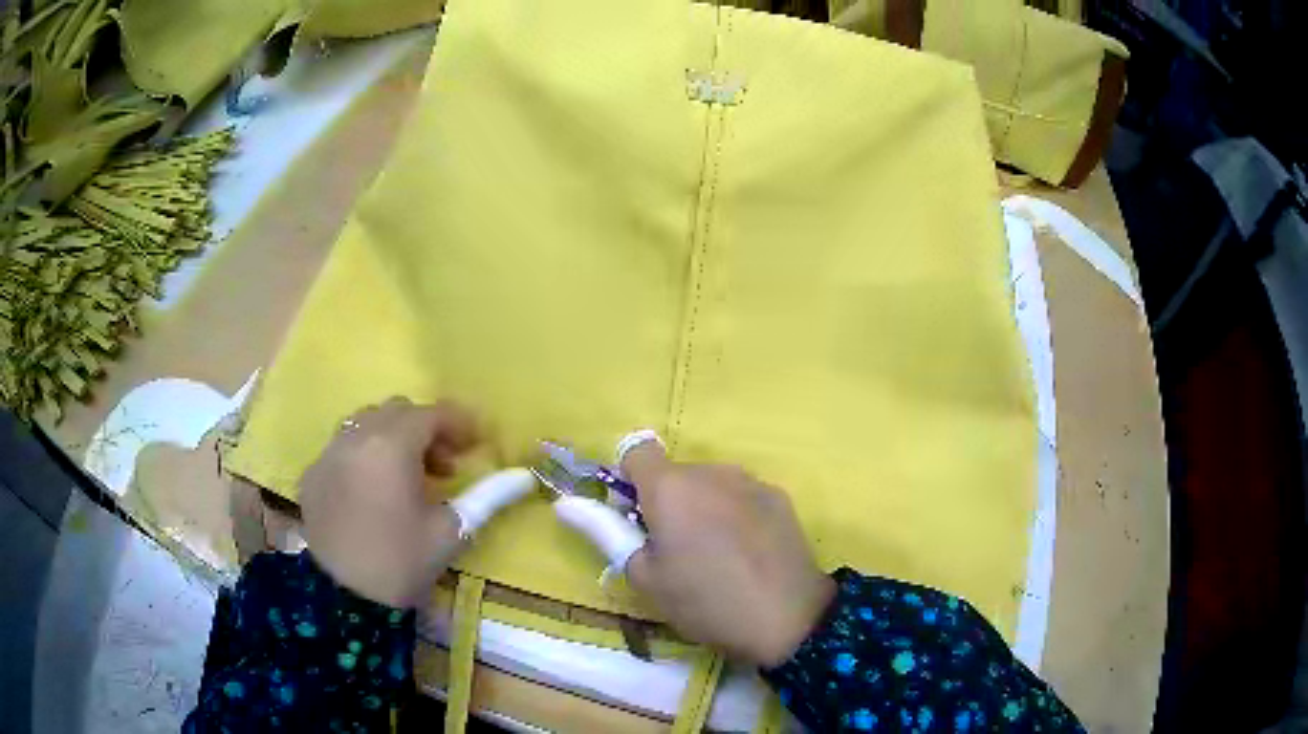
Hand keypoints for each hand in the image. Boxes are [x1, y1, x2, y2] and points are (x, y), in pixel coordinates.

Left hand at [300, 397, 532, 608]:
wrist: (342, 600)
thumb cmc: (402, 563)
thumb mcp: (451, 531)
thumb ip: (488, 496)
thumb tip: (524, 476)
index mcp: (391, 445)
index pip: (431, 414)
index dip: (460, 423)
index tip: (478, 444)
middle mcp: (355, 437)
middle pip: (397, 412)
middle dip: (425, 430)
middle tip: (445, 466)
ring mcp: (327, 453)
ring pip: (365, 423)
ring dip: (392, 438)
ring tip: (406, 478)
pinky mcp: (311, 474)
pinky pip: (342, 448)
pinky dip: (363, 456)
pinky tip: (371, 492)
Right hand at [555, 436, 835, 666]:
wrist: (787, 618)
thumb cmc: (704, 601)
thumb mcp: (646, 576)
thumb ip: (605, 532)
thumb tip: (565, 504)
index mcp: (671, 487)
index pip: (636, 450)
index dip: (628, 478)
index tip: (635, 516)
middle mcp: (711, 471)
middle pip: (676, 473)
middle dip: (667, 501)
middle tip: (674, 550)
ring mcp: (750, 481)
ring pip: (711, 485)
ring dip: (703, 507)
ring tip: (716, 556)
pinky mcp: (779, 496)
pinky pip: (742, 496)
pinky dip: (735, 514)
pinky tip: (748, 554)